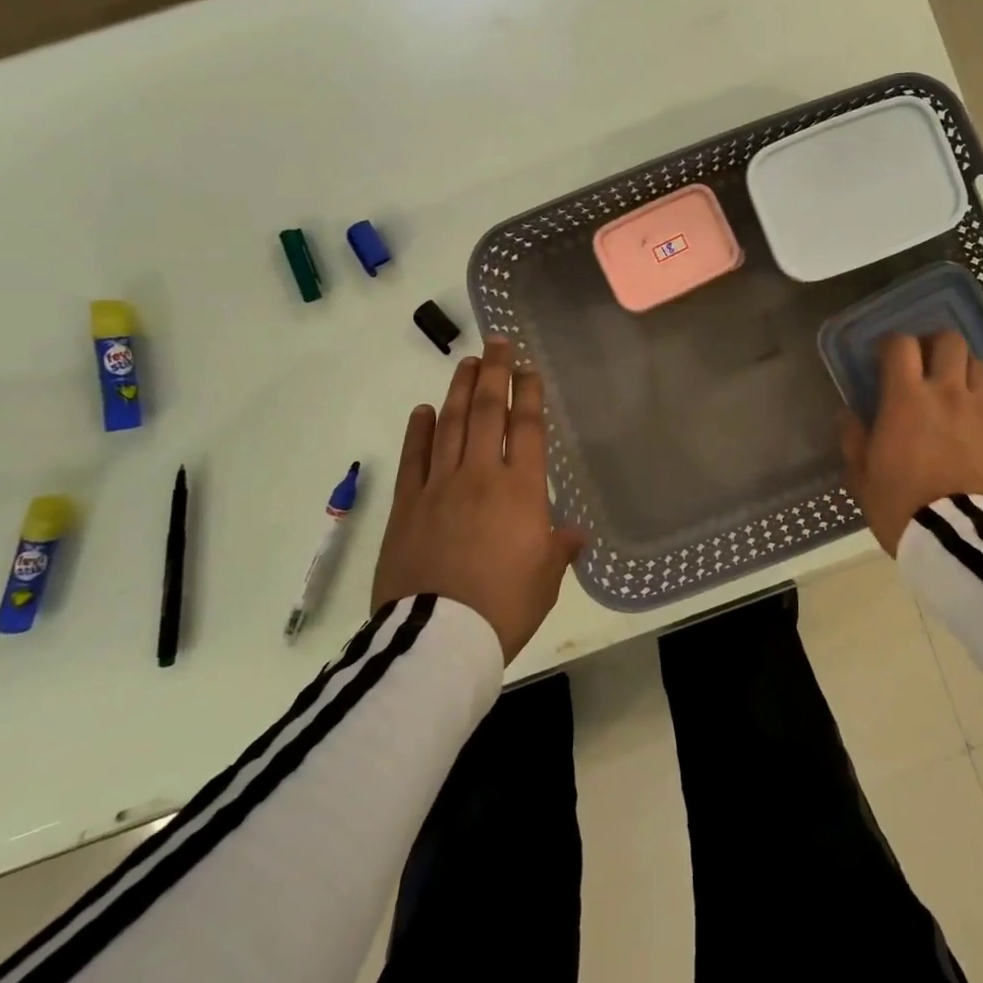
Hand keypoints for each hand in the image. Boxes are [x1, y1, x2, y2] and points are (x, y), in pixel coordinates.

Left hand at [372, 337, 588, 664]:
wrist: (438, 640)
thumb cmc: (504, 607)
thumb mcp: (545, 579)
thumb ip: (560, 548)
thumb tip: (575, 534)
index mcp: (521, 490)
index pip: (527, 427)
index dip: (528, 393)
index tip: (527, 367)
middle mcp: (480, 476)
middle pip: (486, 412)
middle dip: (493, 373)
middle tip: (496, 343)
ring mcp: (439, 487)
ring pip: (449, 425)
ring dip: (458, 390)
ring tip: (466, 363)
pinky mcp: (406, 506)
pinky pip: (413, 458)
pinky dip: (418, 431)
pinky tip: (423, 410)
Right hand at [840, 332, 982, 557]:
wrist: (963, 541)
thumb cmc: (903, 506)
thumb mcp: (863, 477)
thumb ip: (854, 439)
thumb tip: (848, 414)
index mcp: (907, 399)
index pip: (901, 344)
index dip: (892, 344)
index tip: (884, 358)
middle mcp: (948, 393)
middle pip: (950, 341)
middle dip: (934, 344)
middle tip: (924, 364)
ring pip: (978, 365)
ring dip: (961, 370)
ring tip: (951, 391)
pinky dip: (979, 406)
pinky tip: (970, 429)